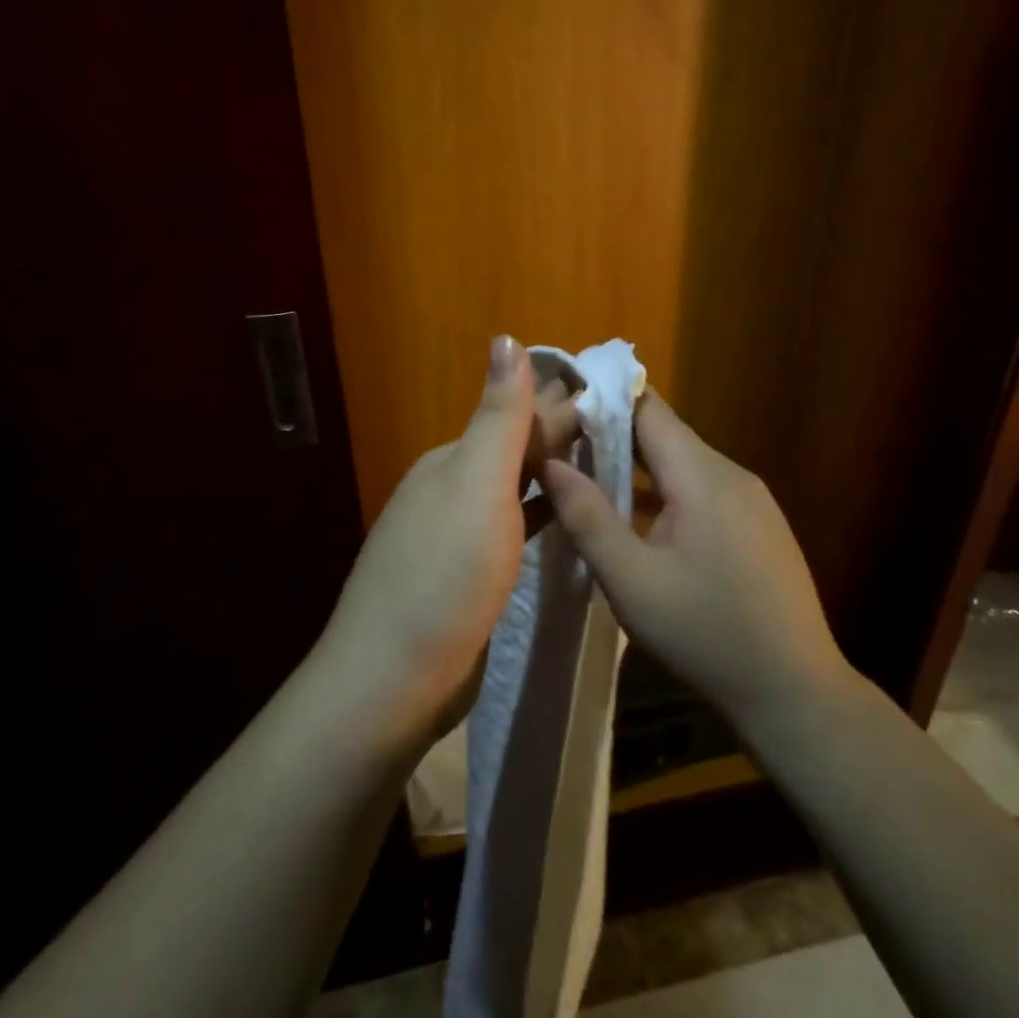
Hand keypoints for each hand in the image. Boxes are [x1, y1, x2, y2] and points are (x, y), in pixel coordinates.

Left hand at [318, 335, 578, 747]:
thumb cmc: (445, 573)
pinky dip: (540, 515)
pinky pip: (511, 530)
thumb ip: (498, 416)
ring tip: (607, 466)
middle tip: (626, 431)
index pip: (517, 417)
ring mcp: (453, 537)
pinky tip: (563, 517)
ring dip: (553, 474)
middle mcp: (449, 490)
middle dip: (562, 435)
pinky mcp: (464, 578)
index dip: (565, 405)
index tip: (619, 399)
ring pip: (514, 491)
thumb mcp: (476, 484)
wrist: (393, 680)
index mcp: (452, 461)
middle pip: (515, 451)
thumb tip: (507, 337)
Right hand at [541, 389, 855, 733]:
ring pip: (684, 462)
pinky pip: (704, 488)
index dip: (603, 398)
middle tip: (564, 445)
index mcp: (702, 476)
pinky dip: (668, 490)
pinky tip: (643, 519)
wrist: (794, 691)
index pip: (648, 408)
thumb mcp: (631, 581)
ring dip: (640, 465)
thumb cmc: (705, 633)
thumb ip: (587, 516)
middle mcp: (732, 473)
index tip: (560, 403)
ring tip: (592, 478)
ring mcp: (752, 499)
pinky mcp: (760, 524)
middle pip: (666, 433)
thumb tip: (548, 463)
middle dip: (614, 433)